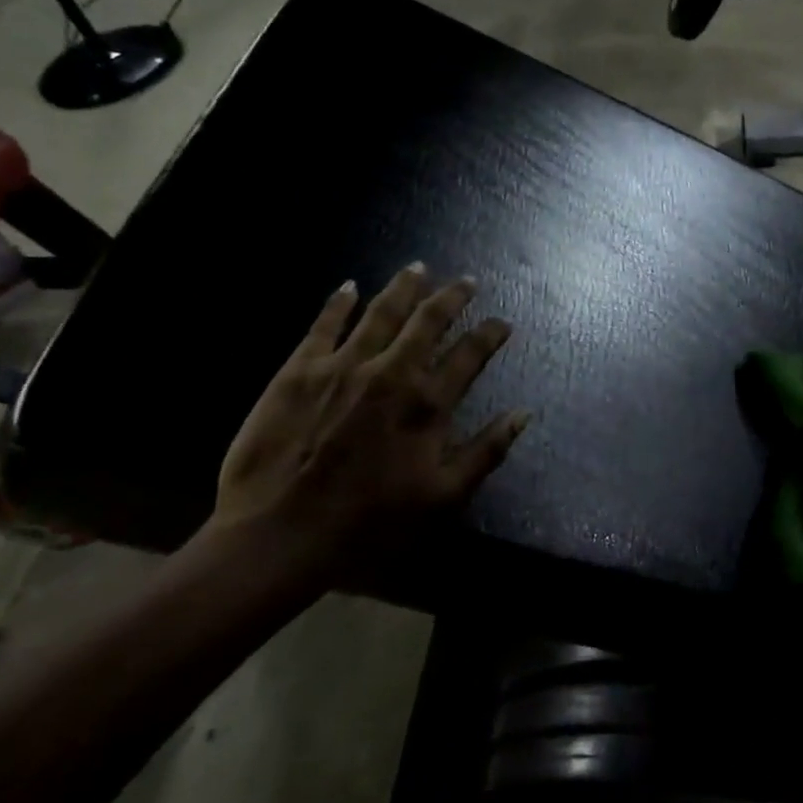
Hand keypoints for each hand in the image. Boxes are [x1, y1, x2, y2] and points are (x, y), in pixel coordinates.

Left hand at [209, 264, 529, 591]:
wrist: (278, 534)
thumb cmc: (368, 523)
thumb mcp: (442, 498)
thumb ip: (486, 451)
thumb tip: (524, 413)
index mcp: (427, 404)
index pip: (469, 354)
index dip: (490, 334)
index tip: (502, 323)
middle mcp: (391, 372)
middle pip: (428, 320)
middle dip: (451, 296)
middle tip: (465, 280)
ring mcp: (343, 365)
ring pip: (381, 312)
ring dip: (403, 287)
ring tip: (417, 268)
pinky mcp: (299, 370)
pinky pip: (324, 324)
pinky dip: (339, 302)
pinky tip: (349, 286)